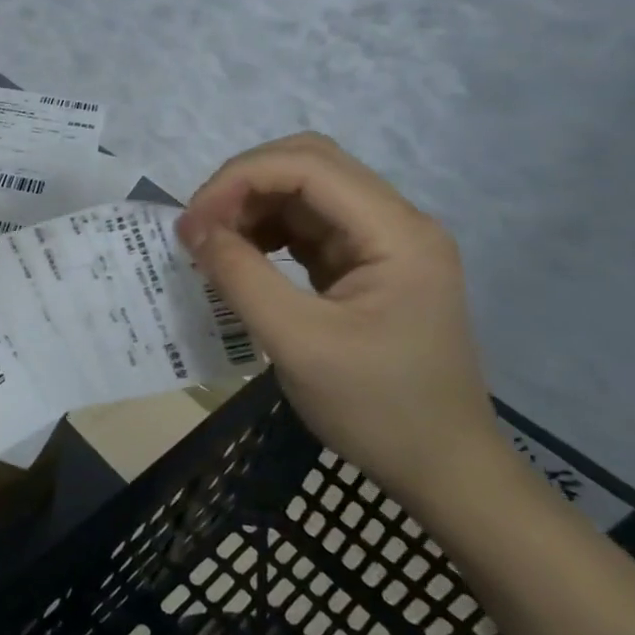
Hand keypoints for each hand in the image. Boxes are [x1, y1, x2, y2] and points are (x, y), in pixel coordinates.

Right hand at [176, 133, 500, 510]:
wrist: (443, 470)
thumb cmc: (378, 409)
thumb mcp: (298, 343)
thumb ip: (241, 277)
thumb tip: (191, 229)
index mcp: (396, 232)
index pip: (308, 166)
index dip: (240, 179)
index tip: (192, 222)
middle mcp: (394, 222)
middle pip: (307, 164)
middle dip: (243, 184)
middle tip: (199, 225)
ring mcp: (382, 243)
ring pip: (304, 191)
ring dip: (251, 206)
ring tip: (212, 244)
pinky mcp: (365, 264)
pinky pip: (306, 225)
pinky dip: (265, 231)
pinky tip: (239, 258)